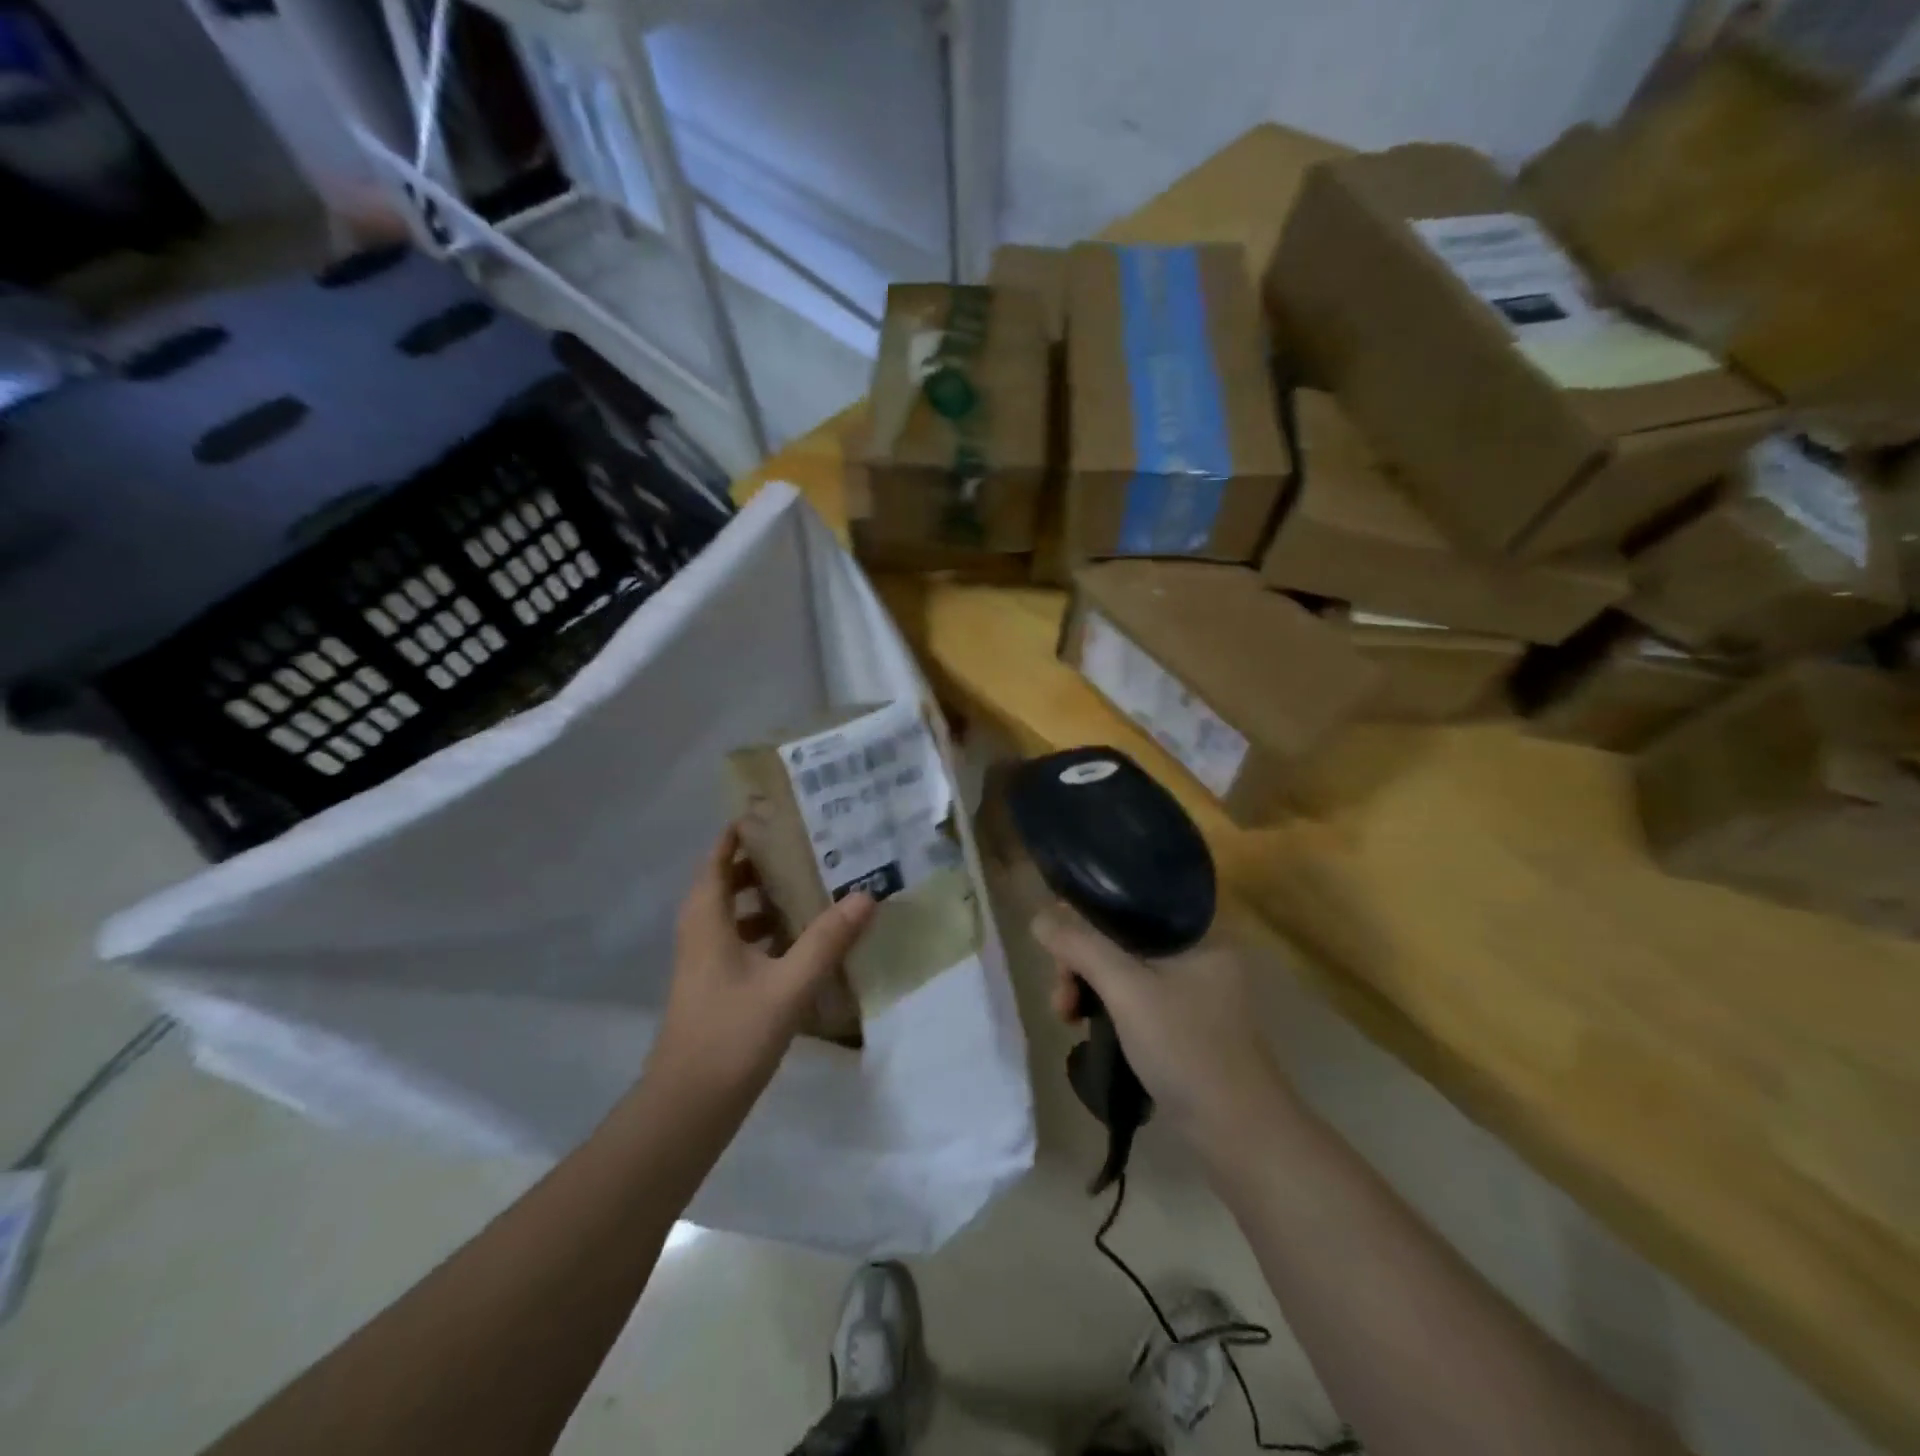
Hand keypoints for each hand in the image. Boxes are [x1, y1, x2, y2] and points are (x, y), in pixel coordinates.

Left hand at [644, 827, 874, 1110]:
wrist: (687, 1108)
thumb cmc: (731, 1035)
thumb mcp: (788, 985)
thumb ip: (827, 940)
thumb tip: (866, 895)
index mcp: (707, 918)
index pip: (719, 855)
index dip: (742, 829)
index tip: (779, 809)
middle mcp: (701, 930)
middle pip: (728, 879)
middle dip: (764, 858)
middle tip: (808, 841)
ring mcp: (705, 960)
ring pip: (735, 911)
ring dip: (767, 894)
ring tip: (813, 881)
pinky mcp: (715, 984)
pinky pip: (741, 938)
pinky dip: (767, 927)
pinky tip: (803, 938)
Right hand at [1034, 901, 1289, 1151]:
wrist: (1236, 1131)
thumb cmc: (1185, 1047)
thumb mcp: (1126, 990)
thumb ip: (1081, 947)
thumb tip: (1038, 918)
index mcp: (1198, 928)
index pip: (1129, 898)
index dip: (1085, 912)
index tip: (1058, 945)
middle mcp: (1196, 948)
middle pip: (1119, 934)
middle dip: (1081, 960)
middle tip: (1062, 995)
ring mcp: (1191, 985)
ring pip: (1122, 966)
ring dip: (1088, 985)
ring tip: (1067, 1017)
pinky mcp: (1182, 1017)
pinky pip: (1133, 993)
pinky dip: (1106, 1004)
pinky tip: (1085, 1025)